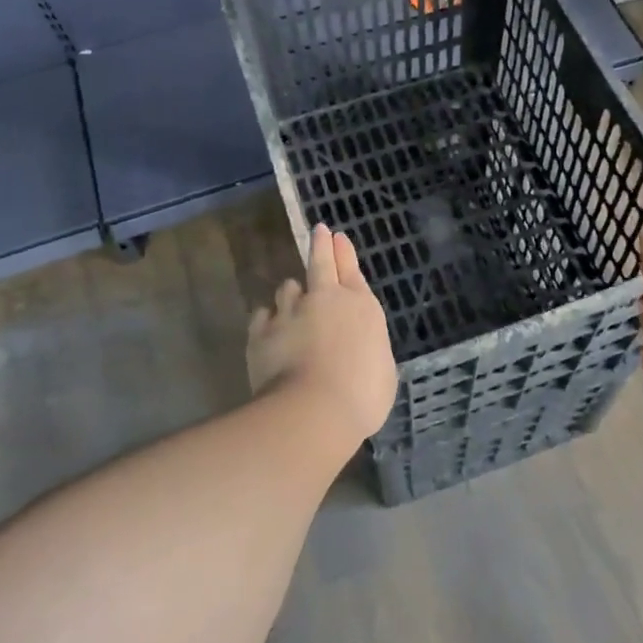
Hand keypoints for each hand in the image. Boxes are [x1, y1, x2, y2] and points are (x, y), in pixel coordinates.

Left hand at [247, 223, 397, 443]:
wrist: (313, 411)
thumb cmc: (362, 395)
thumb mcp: (382, 370)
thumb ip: (367, 349)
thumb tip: (358, 349)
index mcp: (361, 307)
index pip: (352, 271)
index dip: (344, 253)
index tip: (336, 237)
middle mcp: (325, 300)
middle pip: (320, 263)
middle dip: (320, 245)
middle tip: (319, 232)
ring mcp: (289, 312)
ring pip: (287, 289)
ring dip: (292, 294)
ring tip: (292, 305)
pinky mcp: (261, 332)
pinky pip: (263, 316)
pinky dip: (268, 320)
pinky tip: (269, 329)